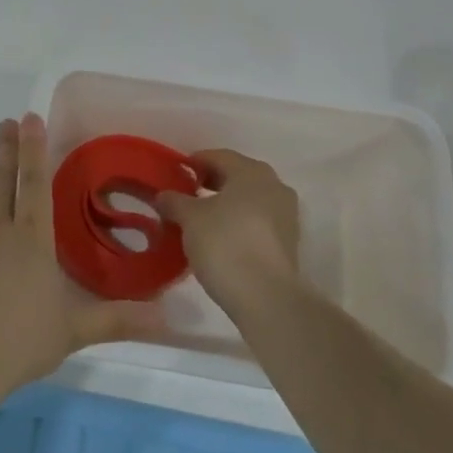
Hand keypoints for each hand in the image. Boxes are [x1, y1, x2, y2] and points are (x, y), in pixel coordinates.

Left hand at [0, 115, 162, 395]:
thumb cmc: (19, 343)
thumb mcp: (74, 332)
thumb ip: (117, 320)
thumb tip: (167, 318)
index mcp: (30, 240)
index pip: (35, 184)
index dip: (34, 149)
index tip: (30, 118)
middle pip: (1, 183)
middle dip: (5, 151)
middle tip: (5, 123)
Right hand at [155, 149, 301, 312]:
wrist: (266, 296)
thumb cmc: (225, 244)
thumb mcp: (190, 219)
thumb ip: (175, 201)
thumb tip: (164, 195)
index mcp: (251, 171)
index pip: (218, 156)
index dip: (194, 163)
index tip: (175, 174)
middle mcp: (274, 185)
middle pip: (236, 176)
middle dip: (211, 183)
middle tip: (186, 196)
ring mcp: (286, 214)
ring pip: (248, 200)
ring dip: (225, 205)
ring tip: (200, 220)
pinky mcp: (288, 242)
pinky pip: (257, 221)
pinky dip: (238, 223)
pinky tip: (220, 238)